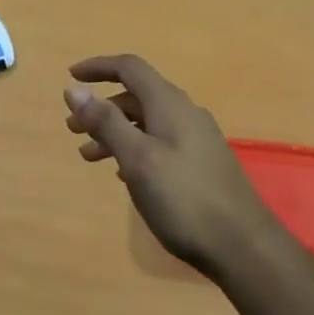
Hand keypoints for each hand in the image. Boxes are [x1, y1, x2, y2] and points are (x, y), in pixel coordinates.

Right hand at [64, 55, 279, 279]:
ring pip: (146, 122)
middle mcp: (185, 114)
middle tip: (72, 130)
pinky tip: (123, 174)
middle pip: (136, 96)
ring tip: (89, 157)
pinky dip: (134, 148)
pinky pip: (159, 142)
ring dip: (114, 132)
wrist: (243, 246)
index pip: (130, 68)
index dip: (98, 67)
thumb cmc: (184, 199)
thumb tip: (74, 89)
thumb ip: (106, 122)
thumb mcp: (137, 159)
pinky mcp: (201, 164)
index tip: (70, 78)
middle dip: (101, 107)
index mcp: (169, 104)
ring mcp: (196, 139)